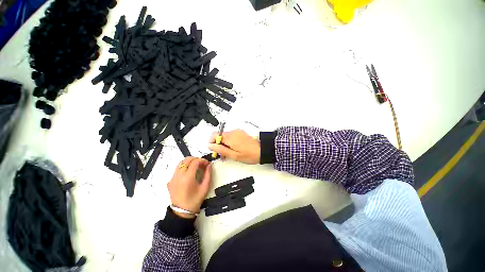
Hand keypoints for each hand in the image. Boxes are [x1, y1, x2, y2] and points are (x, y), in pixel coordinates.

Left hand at [167, 157, 211, 217]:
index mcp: (188, 177)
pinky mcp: (170, 180)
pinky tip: (189, 173)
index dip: (202, 160)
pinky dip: (184, 167)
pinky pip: (177, 169)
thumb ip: (208, 174)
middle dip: (196, 159)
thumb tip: (209, 165)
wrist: (182, 211)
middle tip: (202, 164)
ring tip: (196, 167)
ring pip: (180, 163)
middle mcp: (178, 175)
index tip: (207, 163)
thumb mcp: (205, 187)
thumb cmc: (195, 200)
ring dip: (189, 162)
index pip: (195, 162)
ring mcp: (173, 177)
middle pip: (186, 160)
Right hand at [208, 129, 259, 163]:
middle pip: (220, 136)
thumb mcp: (234, 155)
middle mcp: (233, 132)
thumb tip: (210, 145)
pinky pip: (231, 136)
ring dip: (224, 144)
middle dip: (218, 145)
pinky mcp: (240, 133)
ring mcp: (237, 132)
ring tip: (228, 154)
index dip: (212, 142)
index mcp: (230, 137)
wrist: (262, 151)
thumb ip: (221, 150)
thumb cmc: (249, 155)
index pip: (214, 134)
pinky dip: (229, 142)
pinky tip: (233, 149)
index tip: (214, 150)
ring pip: (225, 137)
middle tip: (222, 155)